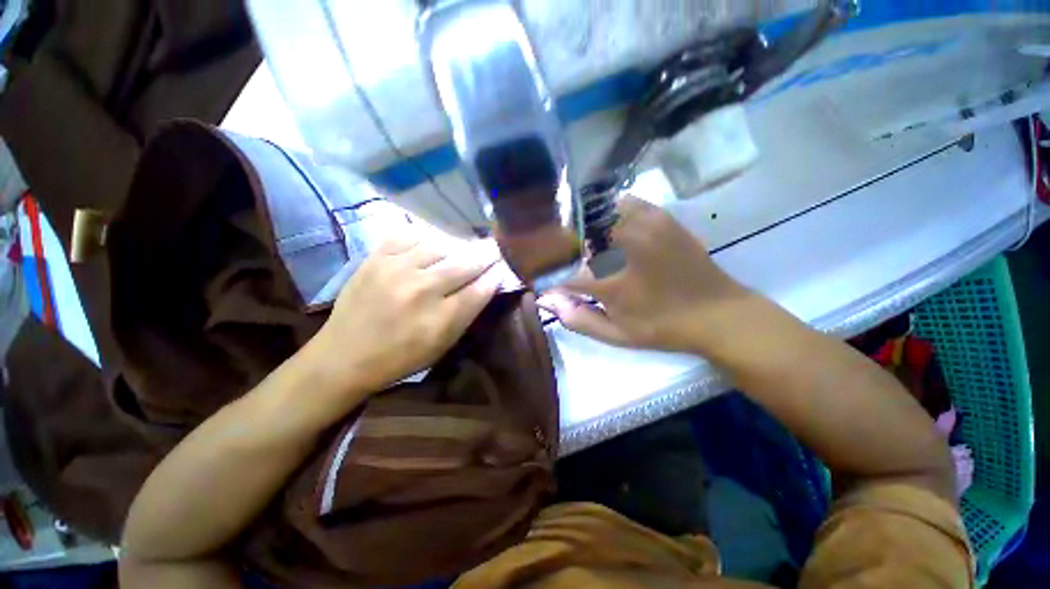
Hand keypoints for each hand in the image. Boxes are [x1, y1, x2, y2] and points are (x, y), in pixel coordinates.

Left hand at [305, 235, 501, 397]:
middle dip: (484, 256)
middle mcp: (422, 290)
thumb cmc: (401, 357)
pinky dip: (425, 238)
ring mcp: (396, 270)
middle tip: (493, 249)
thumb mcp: (443, 345)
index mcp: (441, 319)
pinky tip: (430, 244)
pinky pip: (409, 236)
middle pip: (465, 264)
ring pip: (440, 245)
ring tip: (461, 249)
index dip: (496, 275)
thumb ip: (467, 314)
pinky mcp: (376, 258)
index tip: (503, 266)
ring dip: (456, 247)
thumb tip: (487, 284)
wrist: (344, 356)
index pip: (481, 288)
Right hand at [538, 196, 751, 352]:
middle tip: (564, 261)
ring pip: (595, 213)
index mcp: (610, 281)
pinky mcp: (659, 216)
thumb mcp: (617, 335)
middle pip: (574, 236)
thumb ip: (578, 319)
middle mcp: (621, 246)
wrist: (716, 313)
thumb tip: (548, 299)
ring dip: (583, 227)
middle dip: (562, 249)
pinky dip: (609, 212)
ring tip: (585, 244)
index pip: (562, 273)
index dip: (549, 278)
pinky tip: (610, 227)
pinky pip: (622, 203)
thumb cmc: (662, 328)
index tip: (547, 283)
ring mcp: (642, 225)